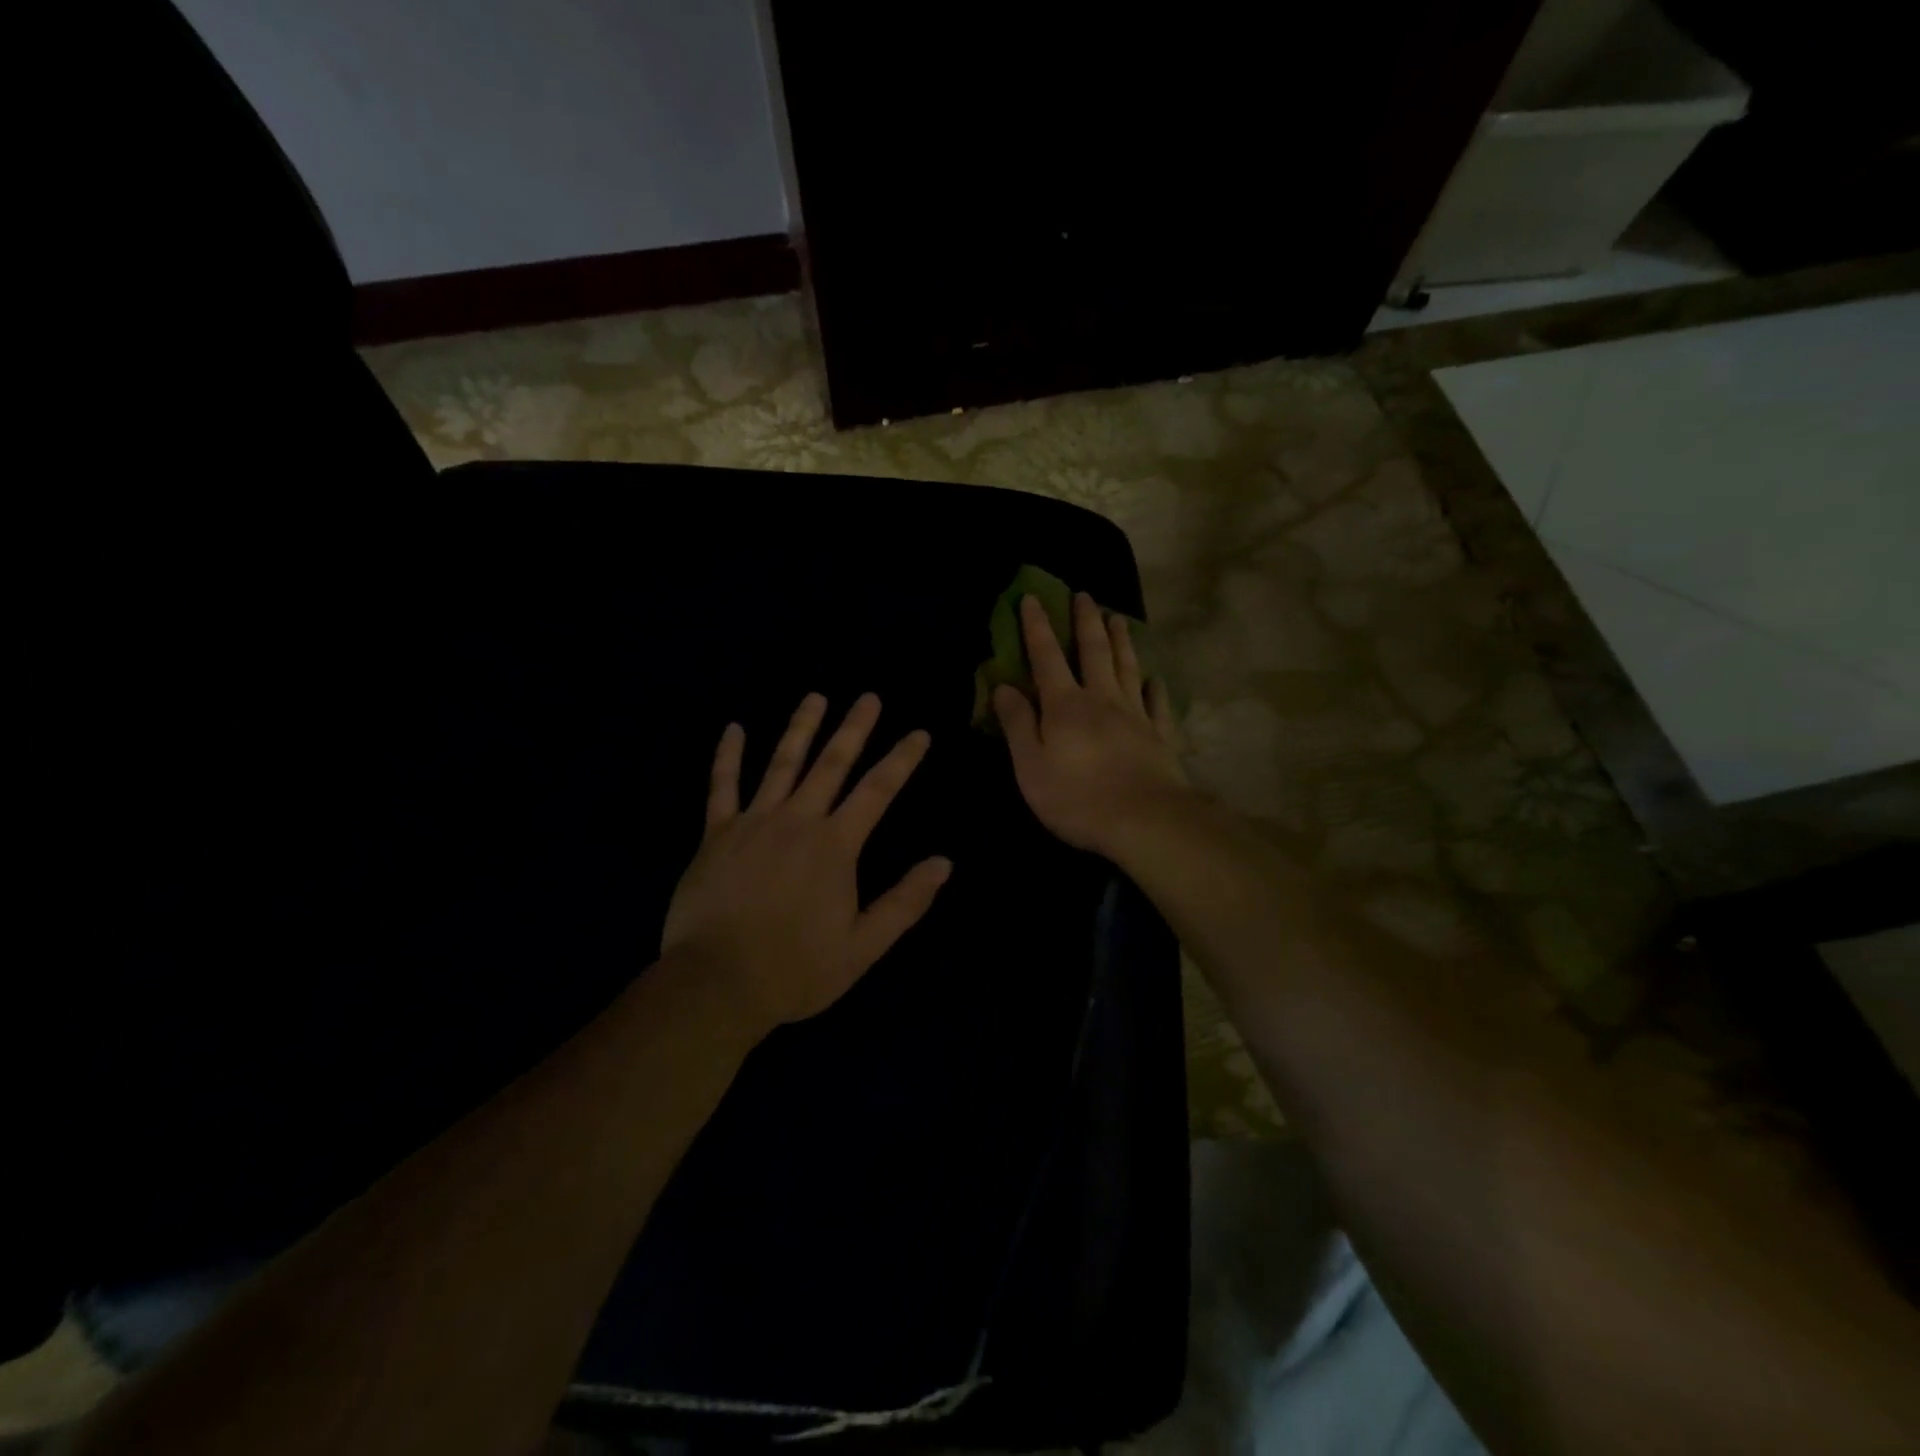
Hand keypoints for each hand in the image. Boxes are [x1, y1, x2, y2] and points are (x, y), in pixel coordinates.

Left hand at [662, 692, 951, 1030]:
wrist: (715, 984)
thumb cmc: (795, 968)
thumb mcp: (863, 946)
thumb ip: (905, 902)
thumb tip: (944, 863)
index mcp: (836, 846)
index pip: (878, 791)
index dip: (901, 759)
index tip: (919, 733)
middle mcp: (798, 821)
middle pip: (831, 763)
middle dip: (854, 728)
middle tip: (869, 696)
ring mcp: (753, 822)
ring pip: (781, 763)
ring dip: (801, 727)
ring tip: (815, 696)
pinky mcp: (716, 834)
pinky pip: (722, 786)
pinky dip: (727, 756)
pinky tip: (733, 728)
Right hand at [993, 591, 1191, 857]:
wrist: (1145, 821)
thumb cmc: (1077, 798)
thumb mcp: (1031, 766)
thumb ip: (1018, 724)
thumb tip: (1003, 686)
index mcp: (1065, 705)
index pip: (1047, 657)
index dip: (1038, 627)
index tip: (1032, 598)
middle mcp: (1102, 700)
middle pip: (1094, 652)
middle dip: (1086, 622)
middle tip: (1084, 595)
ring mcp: (1136, 716)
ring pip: (1128, 668)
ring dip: (1121, 642)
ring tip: (1118, 618)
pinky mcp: (1160, 737)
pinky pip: (1158, 704)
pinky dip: (1155, 689)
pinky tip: (1155, 680)